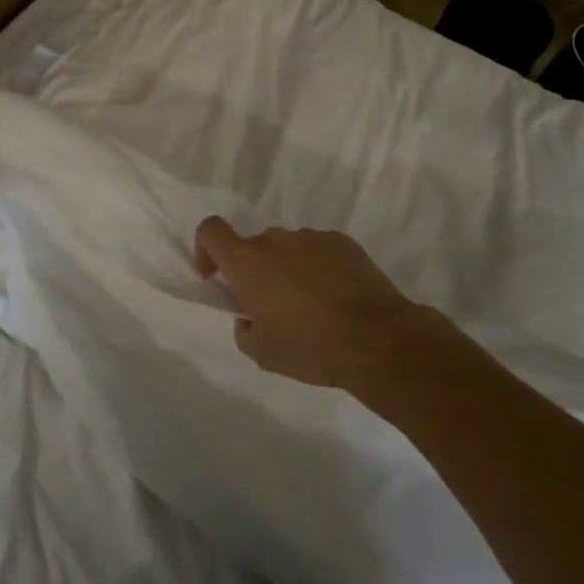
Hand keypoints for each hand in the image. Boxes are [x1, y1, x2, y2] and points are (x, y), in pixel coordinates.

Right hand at [195, 217, 435, 393]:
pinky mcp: (342, 242)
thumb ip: (243, 328)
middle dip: (256, 273)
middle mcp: (274, 240)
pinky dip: (319, 269)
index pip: (210, 230)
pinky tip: (338, 300)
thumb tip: (249, 316)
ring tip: (313, 308)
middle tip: (273, 309)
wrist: (378, 340)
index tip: (215, 276)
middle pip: (253, 247)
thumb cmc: (310, 347)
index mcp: (247, 262)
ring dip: (289, 271)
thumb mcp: (262, 353)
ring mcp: (310, 237)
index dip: (206, 249)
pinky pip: (319, 251)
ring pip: (288, 250)